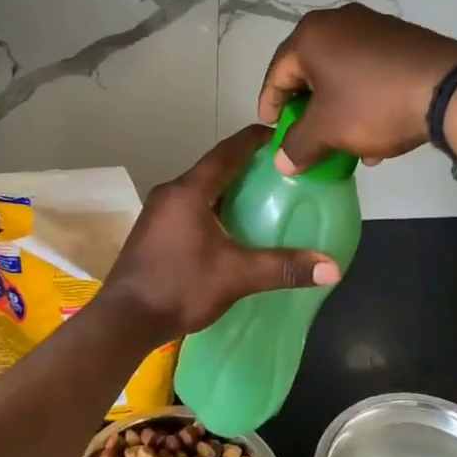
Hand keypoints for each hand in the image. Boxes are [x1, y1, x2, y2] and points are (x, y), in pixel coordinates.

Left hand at [100, 126, 342, 343]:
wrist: (124, 321)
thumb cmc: (179, 287)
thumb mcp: (236, 276)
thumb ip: (283, 267)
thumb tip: (333, 267)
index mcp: (189, 191)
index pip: (227, 151)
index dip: (255, 139)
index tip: (282, 134)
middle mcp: (171, 193)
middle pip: (215, 167)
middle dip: (247, 164)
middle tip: (282, 169)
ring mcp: (159, 212)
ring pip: (202, 188)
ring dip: (230, 187)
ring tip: (263, 194)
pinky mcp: (155, 231)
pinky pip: (191, 206)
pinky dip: (215, 206)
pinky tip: (233, 225)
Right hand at [257, 4, 456, 172]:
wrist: (448, 89)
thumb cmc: (373, 104)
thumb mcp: (328, 130)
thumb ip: (298, 145)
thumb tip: (283, 161)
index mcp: (311, 36)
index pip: (277, 73)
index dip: (271, 106)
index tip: (273, 132)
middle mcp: (338, 22)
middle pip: (310, 71)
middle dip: (309, 110)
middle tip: (307, 137)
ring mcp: (374, 26)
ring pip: (342, 73)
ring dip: (339, 109)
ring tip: (345, 144)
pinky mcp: (402, 38)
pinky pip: (369, 70)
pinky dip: (364, 98)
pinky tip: (376, 131)